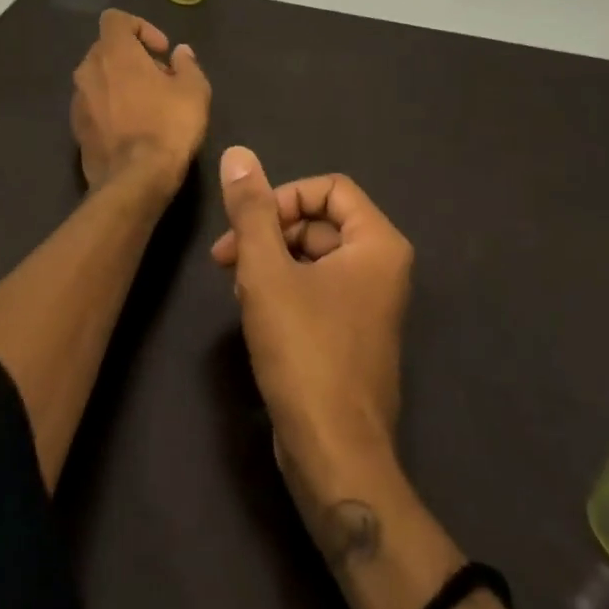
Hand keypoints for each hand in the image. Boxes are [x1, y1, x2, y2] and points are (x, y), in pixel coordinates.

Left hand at [70, 9, 209, 189]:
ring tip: (148, 104)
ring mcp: (78, 100)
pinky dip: (110, 105)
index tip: (161, 51)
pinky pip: (94, 103)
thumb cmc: (168, 126)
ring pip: (99, 77)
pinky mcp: (76, 128)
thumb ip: (187, 64)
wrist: (135, 181)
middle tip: (161, 78)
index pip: (116, 19)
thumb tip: (180, 53)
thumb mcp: (194, 90)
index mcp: (114, 52)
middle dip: (133, 56)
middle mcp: (88, 69)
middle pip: (107, 48)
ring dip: (120, 82)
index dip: (141, 27)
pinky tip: (132, 127)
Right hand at [212, 147, 413, 514]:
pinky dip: (284, 289)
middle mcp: (383, 267)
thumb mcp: (267, 272)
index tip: (248, 226)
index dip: (283, 197)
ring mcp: (370, 303)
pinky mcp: (352, 333)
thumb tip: (237, 153)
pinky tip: (254, 312)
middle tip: (226, 259)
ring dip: (271, 262)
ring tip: (238, 288)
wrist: (335, 455)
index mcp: (377, 243)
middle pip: (319, 221)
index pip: (328, 188)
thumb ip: (252, 211)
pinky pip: (317, 289)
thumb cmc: (305, 352)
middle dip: (269, 233)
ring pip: (313, 256)